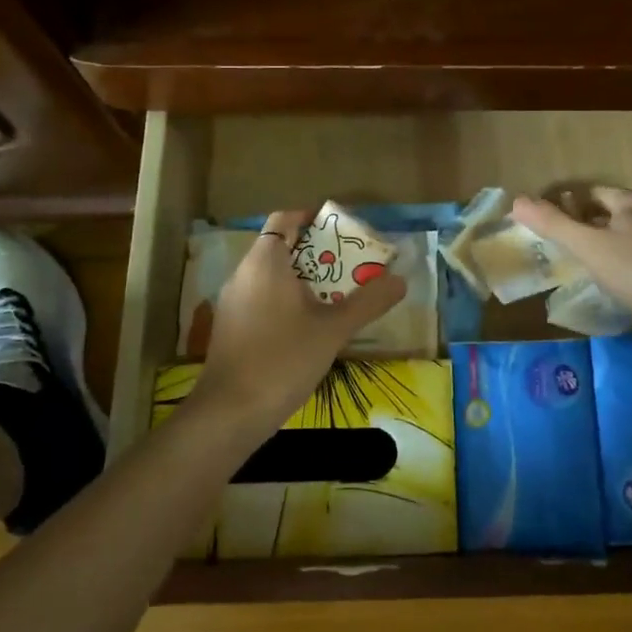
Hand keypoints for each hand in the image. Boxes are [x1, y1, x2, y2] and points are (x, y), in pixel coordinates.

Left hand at [187, 207, 407, 435]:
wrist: (230, 413)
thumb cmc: (283, 359)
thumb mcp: (333, 329)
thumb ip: (368, 302)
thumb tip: (400, 280)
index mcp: (265, 262)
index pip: (284, 219)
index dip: (311, 218)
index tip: (341, 231)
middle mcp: (243, 274)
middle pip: (280, 247)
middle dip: (316, 252)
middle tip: (350, 266)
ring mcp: (233, 302)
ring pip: (270, 276)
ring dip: (302, 279)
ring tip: (336, 296)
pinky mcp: (230, 327)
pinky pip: (261, 298)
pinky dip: (285, 300)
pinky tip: (308, 326)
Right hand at [510, 186, 631, 336]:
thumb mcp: (590, 249)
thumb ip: (555, 225)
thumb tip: (517, 200)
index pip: (595, 192)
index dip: (574, 205)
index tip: (560, 224)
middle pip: (623, 210)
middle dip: (602, 223)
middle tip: (583, 248)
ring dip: (630, 242)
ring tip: (614, 267)